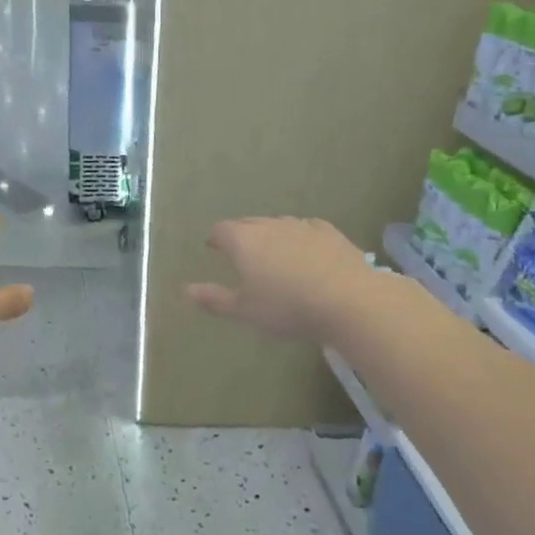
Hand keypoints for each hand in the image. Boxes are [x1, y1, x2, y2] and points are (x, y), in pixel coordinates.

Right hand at [186, 217, 376, 343]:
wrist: (348, 299)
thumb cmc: (288, 307)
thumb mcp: (245, 311)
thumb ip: (215, 299)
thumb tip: (186, 291)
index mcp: (244, 241)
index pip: (222, 230)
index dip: (215, 238)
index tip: (213, 247)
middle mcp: (270, 225)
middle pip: (249, 223)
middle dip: (241, 234)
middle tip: (240, 252)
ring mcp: (301, 225)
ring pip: (278, 225)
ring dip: (271, 236)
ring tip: (273, 254)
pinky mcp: (329, 232)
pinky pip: (306, 229)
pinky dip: (300, 238)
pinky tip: (306, 251)